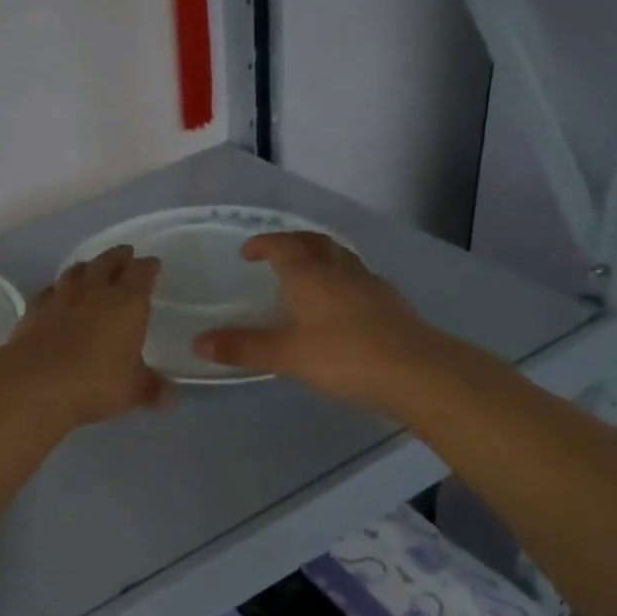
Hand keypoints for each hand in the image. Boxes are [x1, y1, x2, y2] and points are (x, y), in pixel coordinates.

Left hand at [0, 246, 171, 431]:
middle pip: (108, 262)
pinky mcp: (35, 308)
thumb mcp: (132, 391)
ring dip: (88, 266)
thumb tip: (171, 397)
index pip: (141, 273)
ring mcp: (61, 297)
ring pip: (77, 270)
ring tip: (92, 267)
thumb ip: (152, 389)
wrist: (35, 382)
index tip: (152, 263)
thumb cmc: (95, 383)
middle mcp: (95, 291)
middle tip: (125, 254)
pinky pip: (50, 290)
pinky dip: (58, 288)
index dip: (148, 266)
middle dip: (119, 256)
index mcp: (127, 303)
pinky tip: (56, 293)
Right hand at [192, 232, 449, 412]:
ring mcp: (370, 286)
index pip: (284, 246)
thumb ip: (243, 348)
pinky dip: (342, 282)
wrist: (418, 372)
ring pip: (342, 259)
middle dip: (294, 242)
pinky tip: (342, 304)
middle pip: (316, 243)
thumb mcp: (286, 355)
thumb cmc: (344, 356)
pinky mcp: (391, 306)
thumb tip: (198, 343)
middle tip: (277, 252)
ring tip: (308, 274)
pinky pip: (359, 280)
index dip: (264, 244)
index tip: (248, 252)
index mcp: (310, 275)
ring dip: (321, 258)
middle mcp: (340, 272)